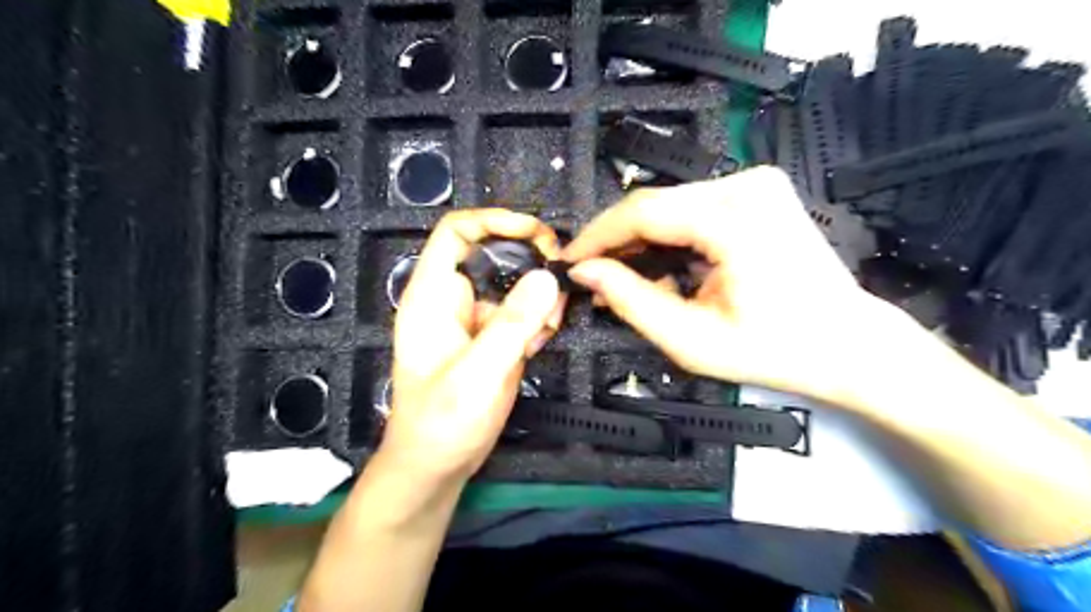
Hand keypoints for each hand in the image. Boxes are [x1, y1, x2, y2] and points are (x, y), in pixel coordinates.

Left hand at [381, 209, 566, 487]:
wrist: (437, 466)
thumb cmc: (443, 422)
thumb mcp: (479, 373)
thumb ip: (513, 324)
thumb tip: (547, 276)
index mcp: (433, 296)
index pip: (456, 233)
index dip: (495, 220)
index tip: (537, 233)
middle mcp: (453, 300)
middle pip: (494, 255)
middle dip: (531, 264)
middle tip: (560, 284)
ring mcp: (475, 320)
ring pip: (514, 285)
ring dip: (539, 298)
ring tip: (549, 327)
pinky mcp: (492, 340)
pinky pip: (520, 314)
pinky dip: (538, 320)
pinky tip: (542, 342)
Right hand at [563, 167, 895, 405]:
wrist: (849, 344)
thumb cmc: (777, 351)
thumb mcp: (692, 340)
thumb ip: (631, 301)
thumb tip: (585, 272)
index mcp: (736, 219)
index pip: (643, 211)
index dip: (597, 236)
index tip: (569, 261)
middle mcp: (747, 185)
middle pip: (655, 205)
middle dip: (617, 242)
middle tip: (592, 277)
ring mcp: (757, 183)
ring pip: (670, 206)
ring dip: (641, 241)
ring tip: (622, 279)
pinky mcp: (758, 191)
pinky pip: (692, 208)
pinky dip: (668, 237)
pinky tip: (659, 266)